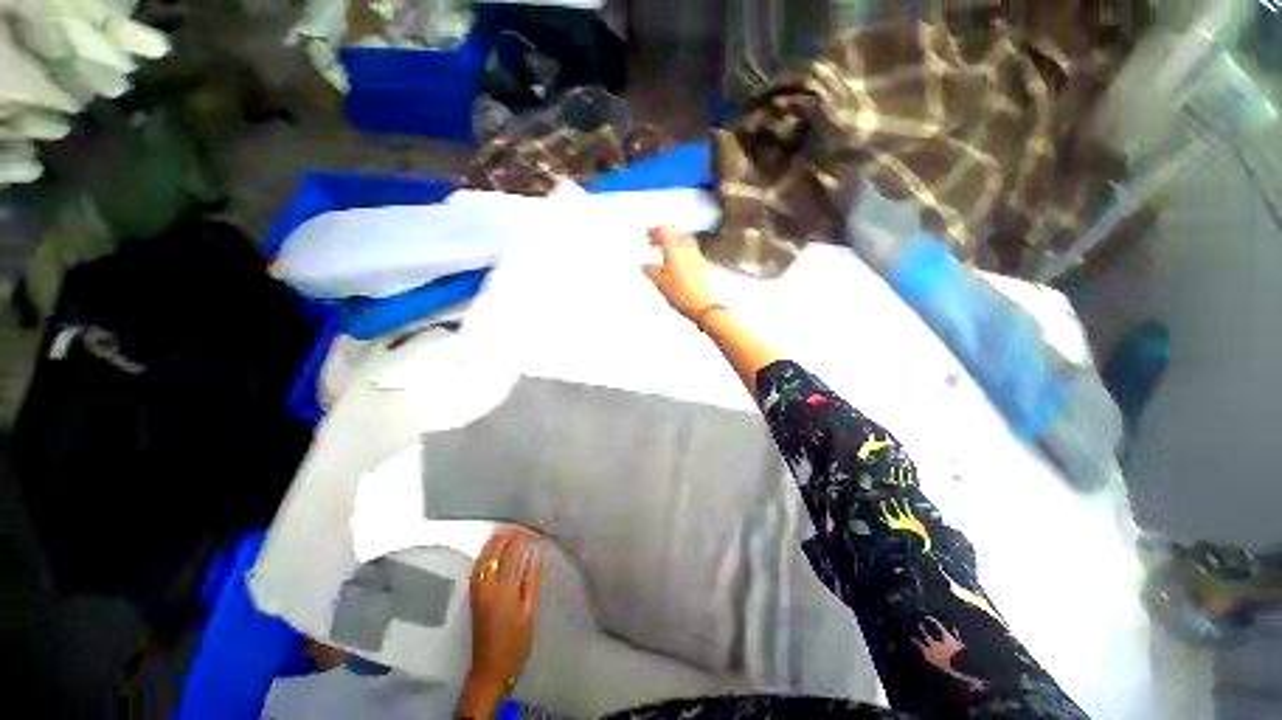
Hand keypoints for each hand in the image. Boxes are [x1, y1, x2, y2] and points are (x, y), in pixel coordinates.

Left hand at [457, 527, 546, 717]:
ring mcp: (477, 588)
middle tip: (524, 530)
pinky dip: (487, 552)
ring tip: (511, 533)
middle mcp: (487, 584)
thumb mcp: (529, 610)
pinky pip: (477, 565)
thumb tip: (536, 554)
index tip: (536, 533)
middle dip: (508, 534)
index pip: (512, 551)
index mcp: (503, 588)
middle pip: (494, 549)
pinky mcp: (472, 594)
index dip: (523, 537)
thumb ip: (531, 579)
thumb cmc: (515, 641)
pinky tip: (495, 550)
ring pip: (483, 554)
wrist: (489, 667)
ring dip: (495, 540)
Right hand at [642, 226, 714, 321]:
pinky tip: (680, 265)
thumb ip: (651, 272)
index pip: (664, 231)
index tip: (649, 234)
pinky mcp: (705, 266)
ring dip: (676, 244)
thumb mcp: (660, 284)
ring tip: (668, 253)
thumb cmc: (684, 294)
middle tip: (658, 242)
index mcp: (675, 250)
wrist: (705, 306)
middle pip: (677, 234)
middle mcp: (688, 250)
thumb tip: (646, 266)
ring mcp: (699, 257)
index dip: (655, 231)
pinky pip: (692, 254)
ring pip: (686, 243)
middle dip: (666, 236)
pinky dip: (684, 254)